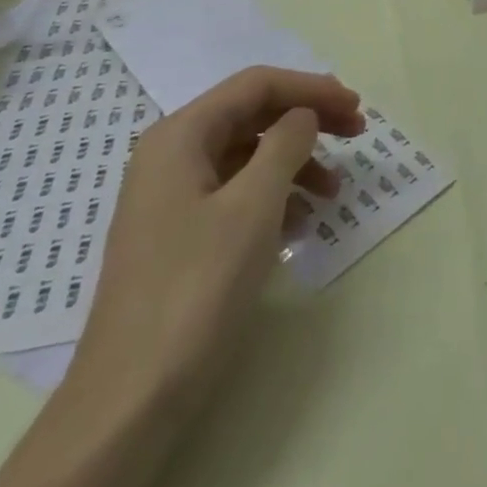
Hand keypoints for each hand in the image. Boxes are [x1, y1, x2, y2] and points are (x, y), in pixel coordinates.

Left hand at [65, 66, 365, 413]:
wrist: (129, 401)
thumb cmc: (195, 291)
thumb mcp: (253, 207)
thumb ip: (285, 145)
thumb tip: (302, 116)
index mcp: (180, 135)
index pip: (256, 85)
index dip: (311, 88)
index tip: (356, 107)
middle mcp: (171, 155)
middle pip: (251, 115)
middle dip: (306, 119)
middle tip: (357, 134)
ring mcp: (170, 197)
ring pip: (246, 155)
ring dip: (294, 161)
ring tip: (335, 191)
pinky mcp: (177, 235)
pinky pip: (235, 193)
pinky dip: (273, 195)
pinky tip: (301, 223)